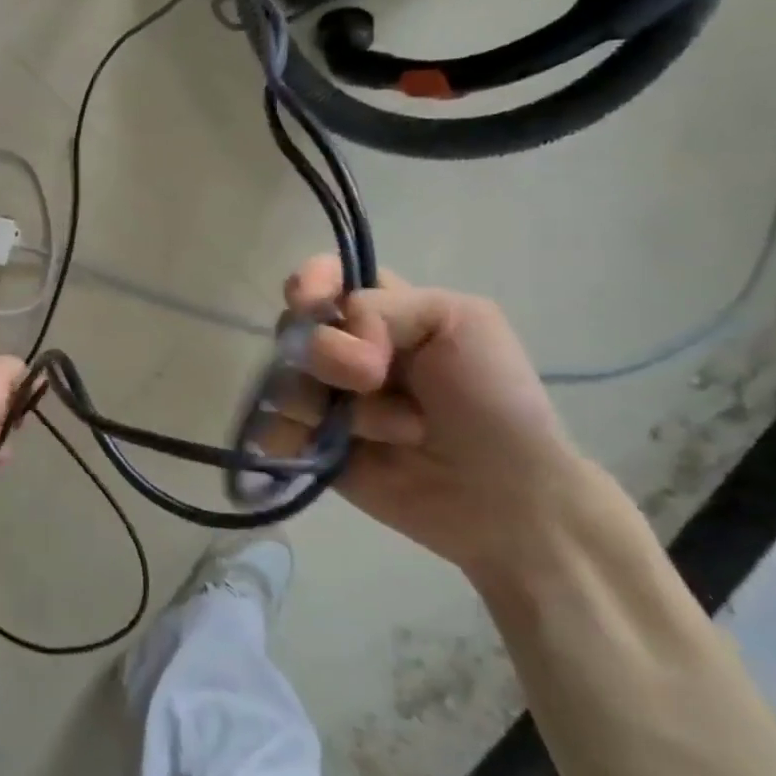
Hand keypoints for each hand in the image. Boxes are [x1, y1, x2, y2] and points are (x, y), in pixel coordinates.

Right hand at [264, 257, 618, 578]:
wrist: (506, 497)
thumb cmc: (494, 400)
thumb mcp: (459, 321)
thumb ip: (383, 306)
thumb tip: (327, 347)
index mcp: (378, 311)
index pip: (320, 278)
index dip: (308, 284)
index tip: (314, 304)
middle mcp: (341, 349)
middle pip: (292, 329)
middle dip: (327, 355)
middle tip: (372, 381)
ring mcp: (322, 398)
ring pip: (280, 380)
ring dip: (327, 407)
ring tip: (384, 434)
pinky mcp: (309, 444)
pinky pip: (269, 428)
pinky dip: (288, 438)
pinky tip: (320, 450)